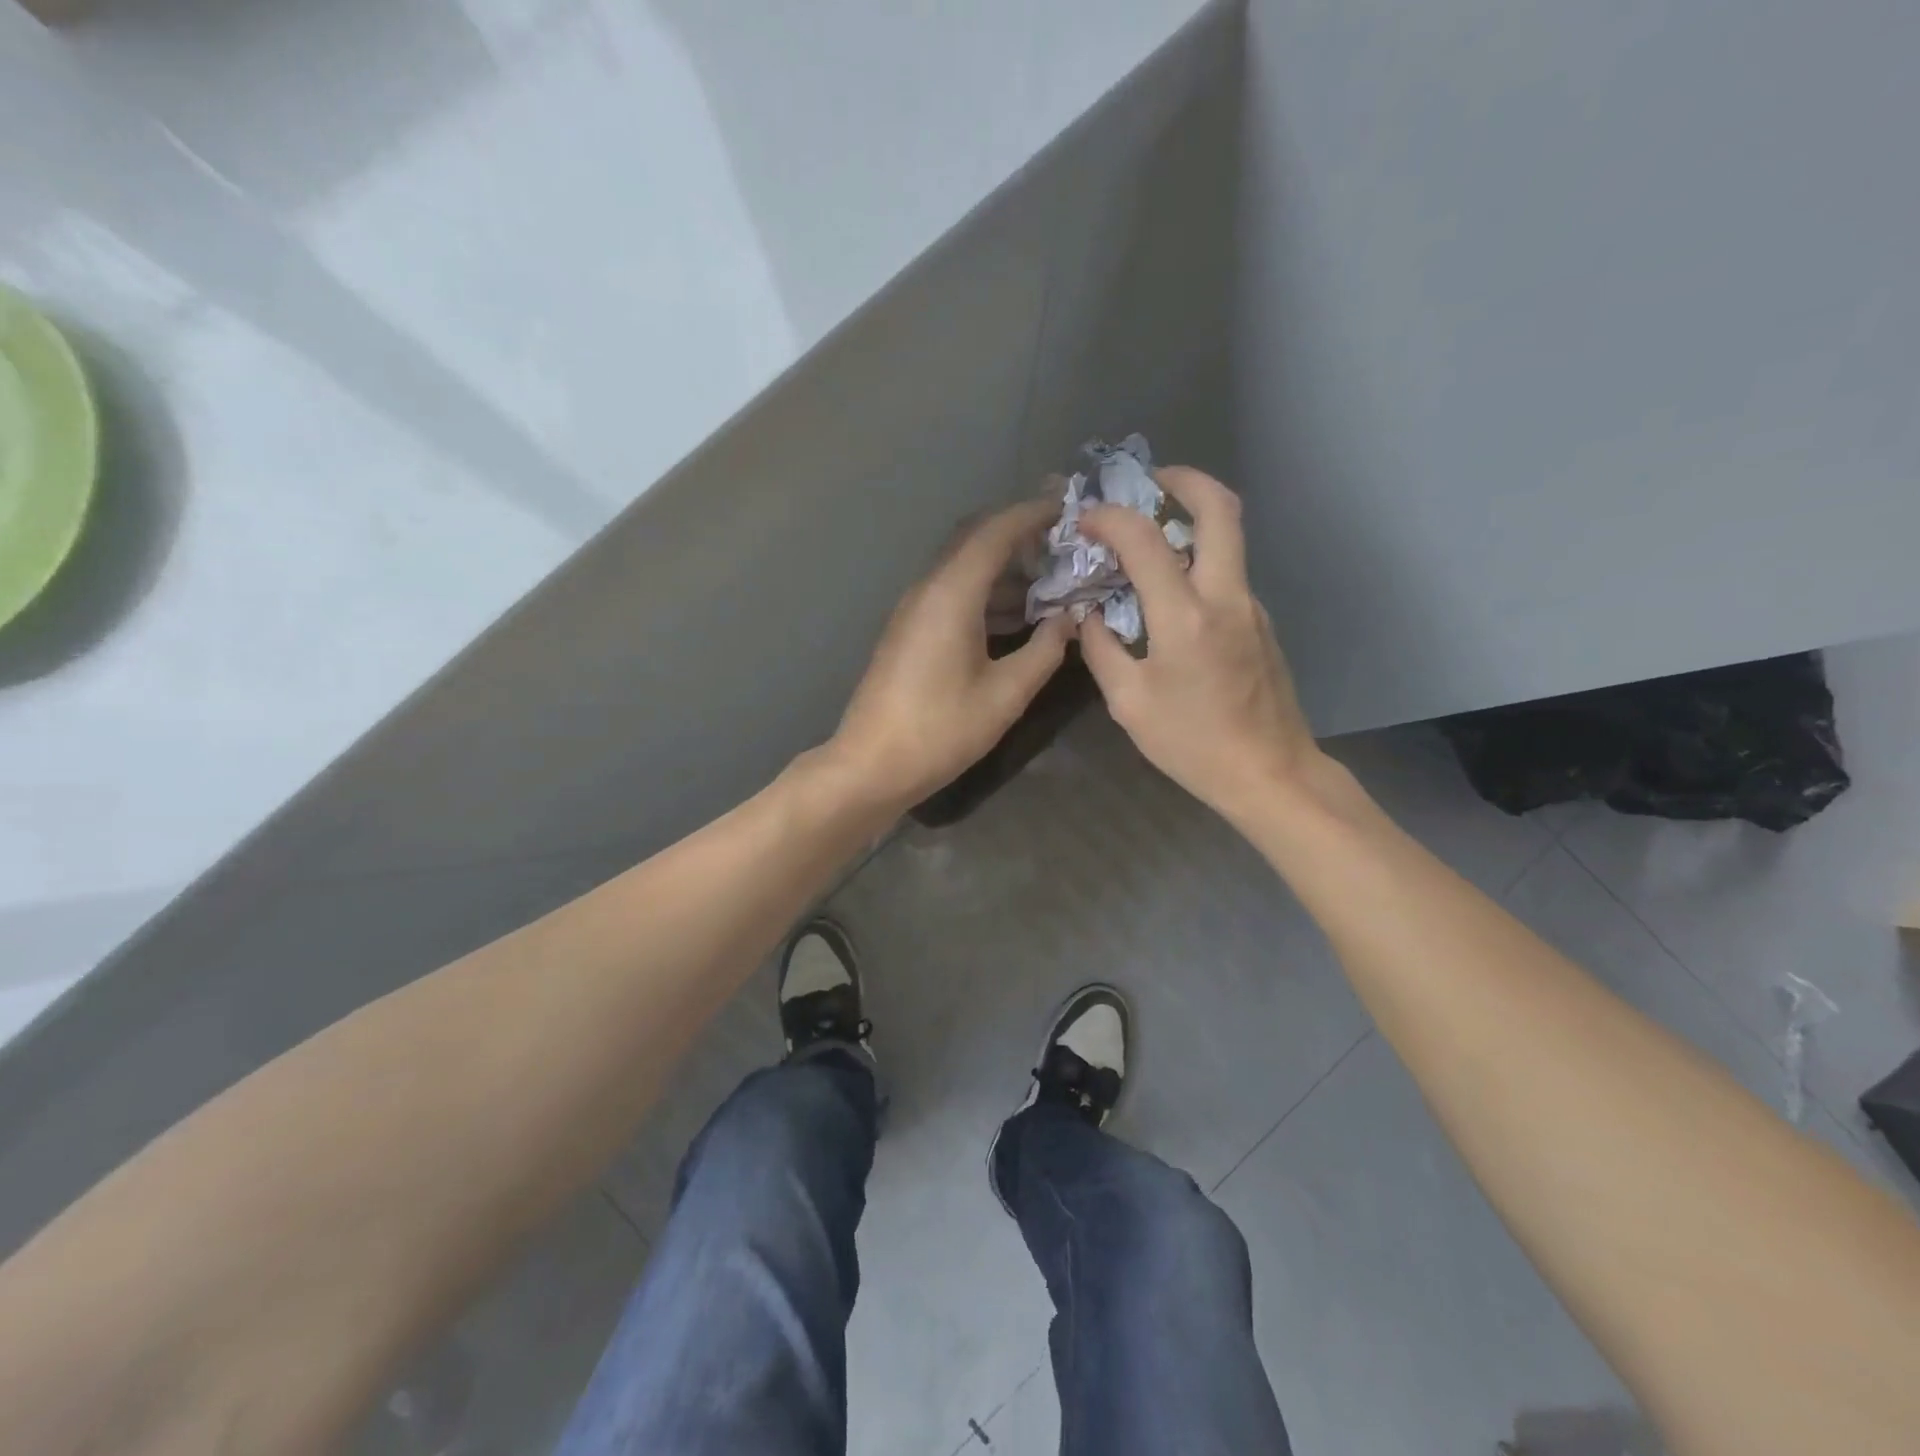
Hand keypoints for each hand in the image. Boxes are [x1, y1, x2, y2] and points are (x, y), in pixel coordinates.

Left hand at [827, 500, 1074, 813]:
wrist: (871, 764)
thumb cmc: (941, 730)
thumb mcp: (1005, 695)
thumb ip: (1045, 651)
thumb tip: (1069, 620)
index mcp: (951, 594)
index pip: (995, 532)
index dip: (1033, 513)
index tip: (1070, 506)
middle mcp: (928, 590)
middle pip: (975, 541)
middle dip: (1019, 535)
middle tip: (1064, 542)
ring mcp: (913, 610)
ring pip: (963, 569)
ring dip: (1004, 568)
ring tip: (1050, 581)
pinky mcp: (909, 632)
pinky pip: (952, 594)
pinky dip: (986, 594)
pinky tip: (1016, 617)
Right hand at [1076, 467, 1321, 821]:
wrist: (1270, 772)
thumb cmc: (1192, 744)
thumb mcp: (1129, 703)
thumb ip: (1102, 649)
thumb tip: (1088, 615)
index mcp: (1185, 617)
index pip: (1145, 540)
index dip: (1110, 518)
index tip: (1086, 519)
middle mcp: (1225, 596)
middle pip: (1220, 507)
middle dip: (1182, 479)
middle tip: (1147, 482)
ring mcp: (1251, 606)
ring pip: (1228, 537)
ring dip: (1191, 519)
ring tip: (1148, 536)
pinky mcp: (1260, 621)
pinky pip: (1227, 572)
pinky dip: (1197, 560)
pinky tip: (1169, 590)